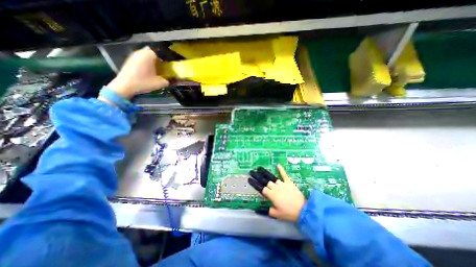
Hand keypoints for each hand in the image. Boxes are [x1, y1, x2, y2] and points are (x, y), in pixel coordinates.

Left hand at [104, 46, 169, 98]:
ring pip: (146, 55)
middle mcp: (141, 52)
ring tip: (156, 70)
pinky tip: (148, 72)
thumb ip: (168, 81)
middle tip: (163, 68)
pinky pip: (141, 59)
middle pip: (153, 53)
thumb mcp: (160, 83)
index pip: (161, 53)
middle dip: (158, 59)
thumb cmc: (144, 82)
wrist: (125, 86)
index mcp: (149, 55)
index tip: (169, 66)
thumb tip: (174, 80)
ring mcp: (134, 55)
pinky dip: (145, 63)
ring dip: (151, 61)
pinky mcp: (130, 60)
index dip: (166, 59)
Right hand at [247, 164, 306, 222]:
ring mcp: (282, 184)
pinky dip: (281, 170)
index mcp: (271, 195)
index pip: (261, 188)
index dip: (255, 183)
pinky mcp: (289, 182)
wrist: (303, 210)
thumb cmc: (289, 213)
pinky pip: (284, 175)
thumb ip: (267, 211)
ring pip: (273, 178)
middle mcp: (275, 187)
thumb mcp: (277, 215)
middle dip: (258, 176)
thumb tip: (258, 210)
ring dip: (265, 173)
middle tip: (252, 171)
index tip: (249, 179)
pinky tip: (278, 165)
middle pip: (266, 182)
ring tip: (259, 168)